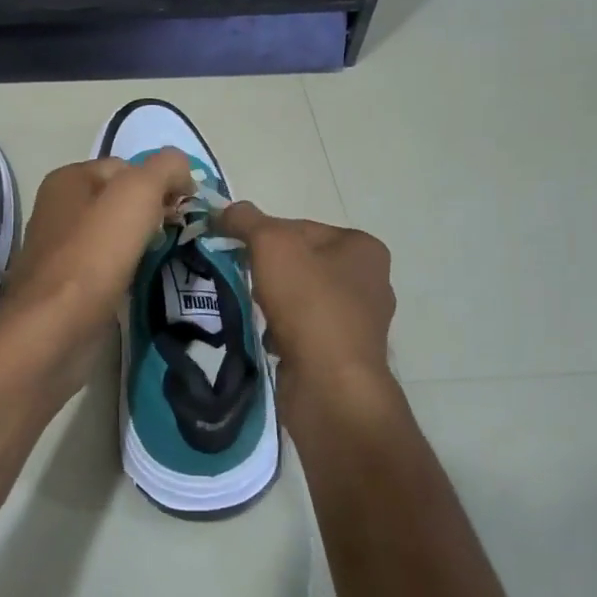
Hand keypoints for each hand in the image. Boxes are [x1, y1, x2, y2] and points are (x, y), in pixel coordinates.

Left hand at [0, 150, 194, 395]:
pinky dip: (128, 274)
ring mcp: (60, 251)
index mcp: (68, 180)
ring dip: (143, 247)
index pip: (128, 167)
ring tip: (168, 261)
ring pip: (116, 237)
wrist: (53, 331)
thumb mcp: (136, 194)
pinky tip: (144, 285)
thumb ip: (165, 169)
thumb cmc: (93, 254)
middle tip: (179, 237)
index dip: (161, 183)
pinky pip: (108, 269)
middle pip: (121, 202)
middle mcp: (59, 210)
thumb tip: (182, 172)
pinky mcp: (67, 288)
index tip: (185, 211)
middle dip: (154, 215)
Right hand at [212, 203, 397, 430]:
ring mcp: (361, 322)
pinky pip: (305, 331)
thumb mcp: (271, 244)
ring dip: (275, 302)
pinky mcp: (346, 355)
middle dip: (269, 271)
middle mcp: (371, 281)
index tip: (239, 252)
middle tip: (247, 281)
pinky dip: (284, 332)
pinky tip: (270, 339)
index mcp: (364, 248)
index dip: (264, 235)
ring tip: (256, 311)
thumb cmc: (308, 303)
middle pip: (302, 262)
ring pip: (302, 298)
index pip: (301, 227)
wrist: (330, 385)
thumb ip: (245, 220)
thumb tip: (225, 210)